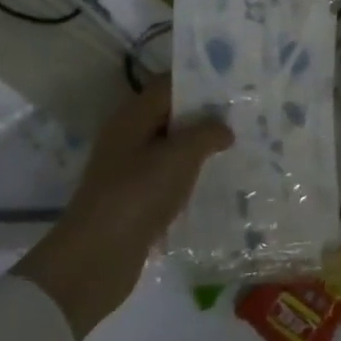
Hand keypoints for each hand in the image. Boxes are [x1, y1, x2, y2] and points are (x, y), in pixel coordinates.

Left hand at [12, 81, 232, 337]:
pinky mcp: (134, 198)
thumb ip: (207, 133)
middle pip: (171, 115)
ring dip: (199, 147)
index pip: (169, 85)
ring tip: (238, 145)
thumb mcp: (180, 156)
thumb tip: (224, 128)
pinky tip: (216, 179)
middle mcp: (128, 137)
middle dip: (205, 115)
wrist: (96, 259)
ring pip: (171, 147)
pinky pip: (168, 176)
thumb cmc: (137, 194)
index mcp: (132, 117)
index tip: (235, 84)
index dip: (201, 81)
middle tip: (244, 114)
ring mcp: (129, 169)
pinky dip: (190, 175)